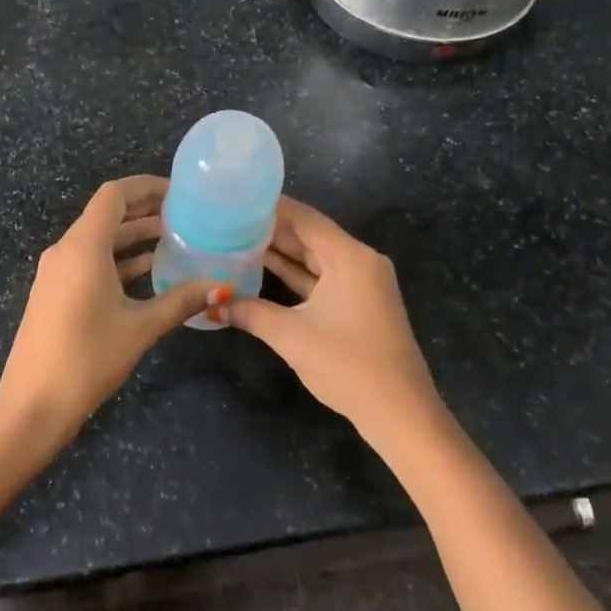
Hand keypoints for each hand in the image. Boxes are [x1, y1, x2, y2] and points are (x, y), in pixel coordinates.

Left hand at [0, 176, 228, 444]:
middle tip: (186, 215)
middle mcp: (65, 250)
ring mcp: (56, 272)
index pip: (113, 195)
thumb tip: (222, 286)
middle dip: (145, 211)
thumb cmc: (87, 359)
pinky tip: (150, 274)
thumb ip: (181, 301)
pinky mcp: (55, 293)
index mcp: (83, 247)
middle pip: (106, 215)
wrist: (32, 405)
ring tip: (176, 240)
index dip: (146, 187)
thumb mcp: (139, 328)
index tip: (179, 193)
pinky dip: (118, 261)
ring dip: (133, 238)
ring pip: (99, 241)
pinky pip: (89, 262)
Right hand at [225, 197, 442, 438]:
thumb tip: (211, 304)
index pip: (303, 218)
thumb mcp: (290, 335)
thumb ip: (249, 312)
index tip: (235, 198)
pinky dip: (296, 274)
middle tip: (228, 220)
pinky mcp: (360, 304)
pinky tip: (263, 269)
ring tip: (238, 239)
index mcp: (349, 257)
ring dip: (281, 252)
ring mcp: (362, 283)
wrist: (399, 412)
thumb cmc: (347, 364)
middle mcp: (359, 261)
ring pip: (315, 257)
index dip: (269, 207)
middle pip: (310, 234)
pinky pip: (322, 277)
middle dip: (270, 228)